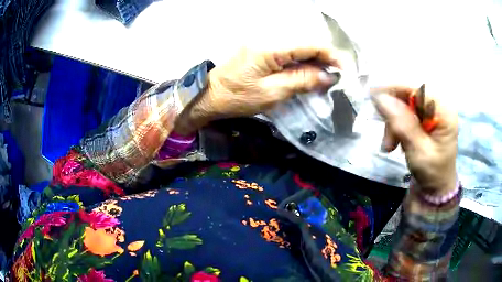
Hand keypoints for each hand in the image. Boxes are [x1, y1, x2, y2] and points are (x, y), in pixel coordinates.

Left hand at [174, 47, 340, 133]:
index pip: (309, 44)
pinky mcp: (263, 51)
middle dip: (326, 60)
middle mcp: (269, 39)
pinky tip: (310, 75)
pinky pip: (289, 54)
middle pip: (306, 45)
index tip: (346, 71)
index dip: (331, 55)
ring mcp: (266, 44)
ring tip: (327, 79)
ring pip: (299, 49)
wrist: (210, 95)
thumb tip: (328, 76)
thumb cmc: (237, 97)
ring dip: (316, 63)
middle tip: (338, 78)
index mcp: (271, 47)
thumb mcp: (272, 93)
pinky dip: (303, 64)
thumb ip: (302, 81)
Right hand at [371, 86, 457, 195]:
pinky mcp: (424, 118)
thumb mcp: (418, 152)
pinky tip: (395, 142)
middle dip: (394, 112)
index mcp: (444, 111)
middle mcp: (438, 106)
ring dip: (393, 122)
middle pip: (410, 95)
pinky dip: (396, 126)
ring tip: (389, 145)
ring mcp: (431, 111)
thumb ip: (402, 125)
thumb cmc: (432, 173)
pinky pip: (404, 113)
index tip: (374, 95)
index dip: (396, 88)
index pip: (419, 88)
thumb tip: (381, 98)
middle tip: (385, 133)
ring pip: (404, 104)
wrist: (436, 188)